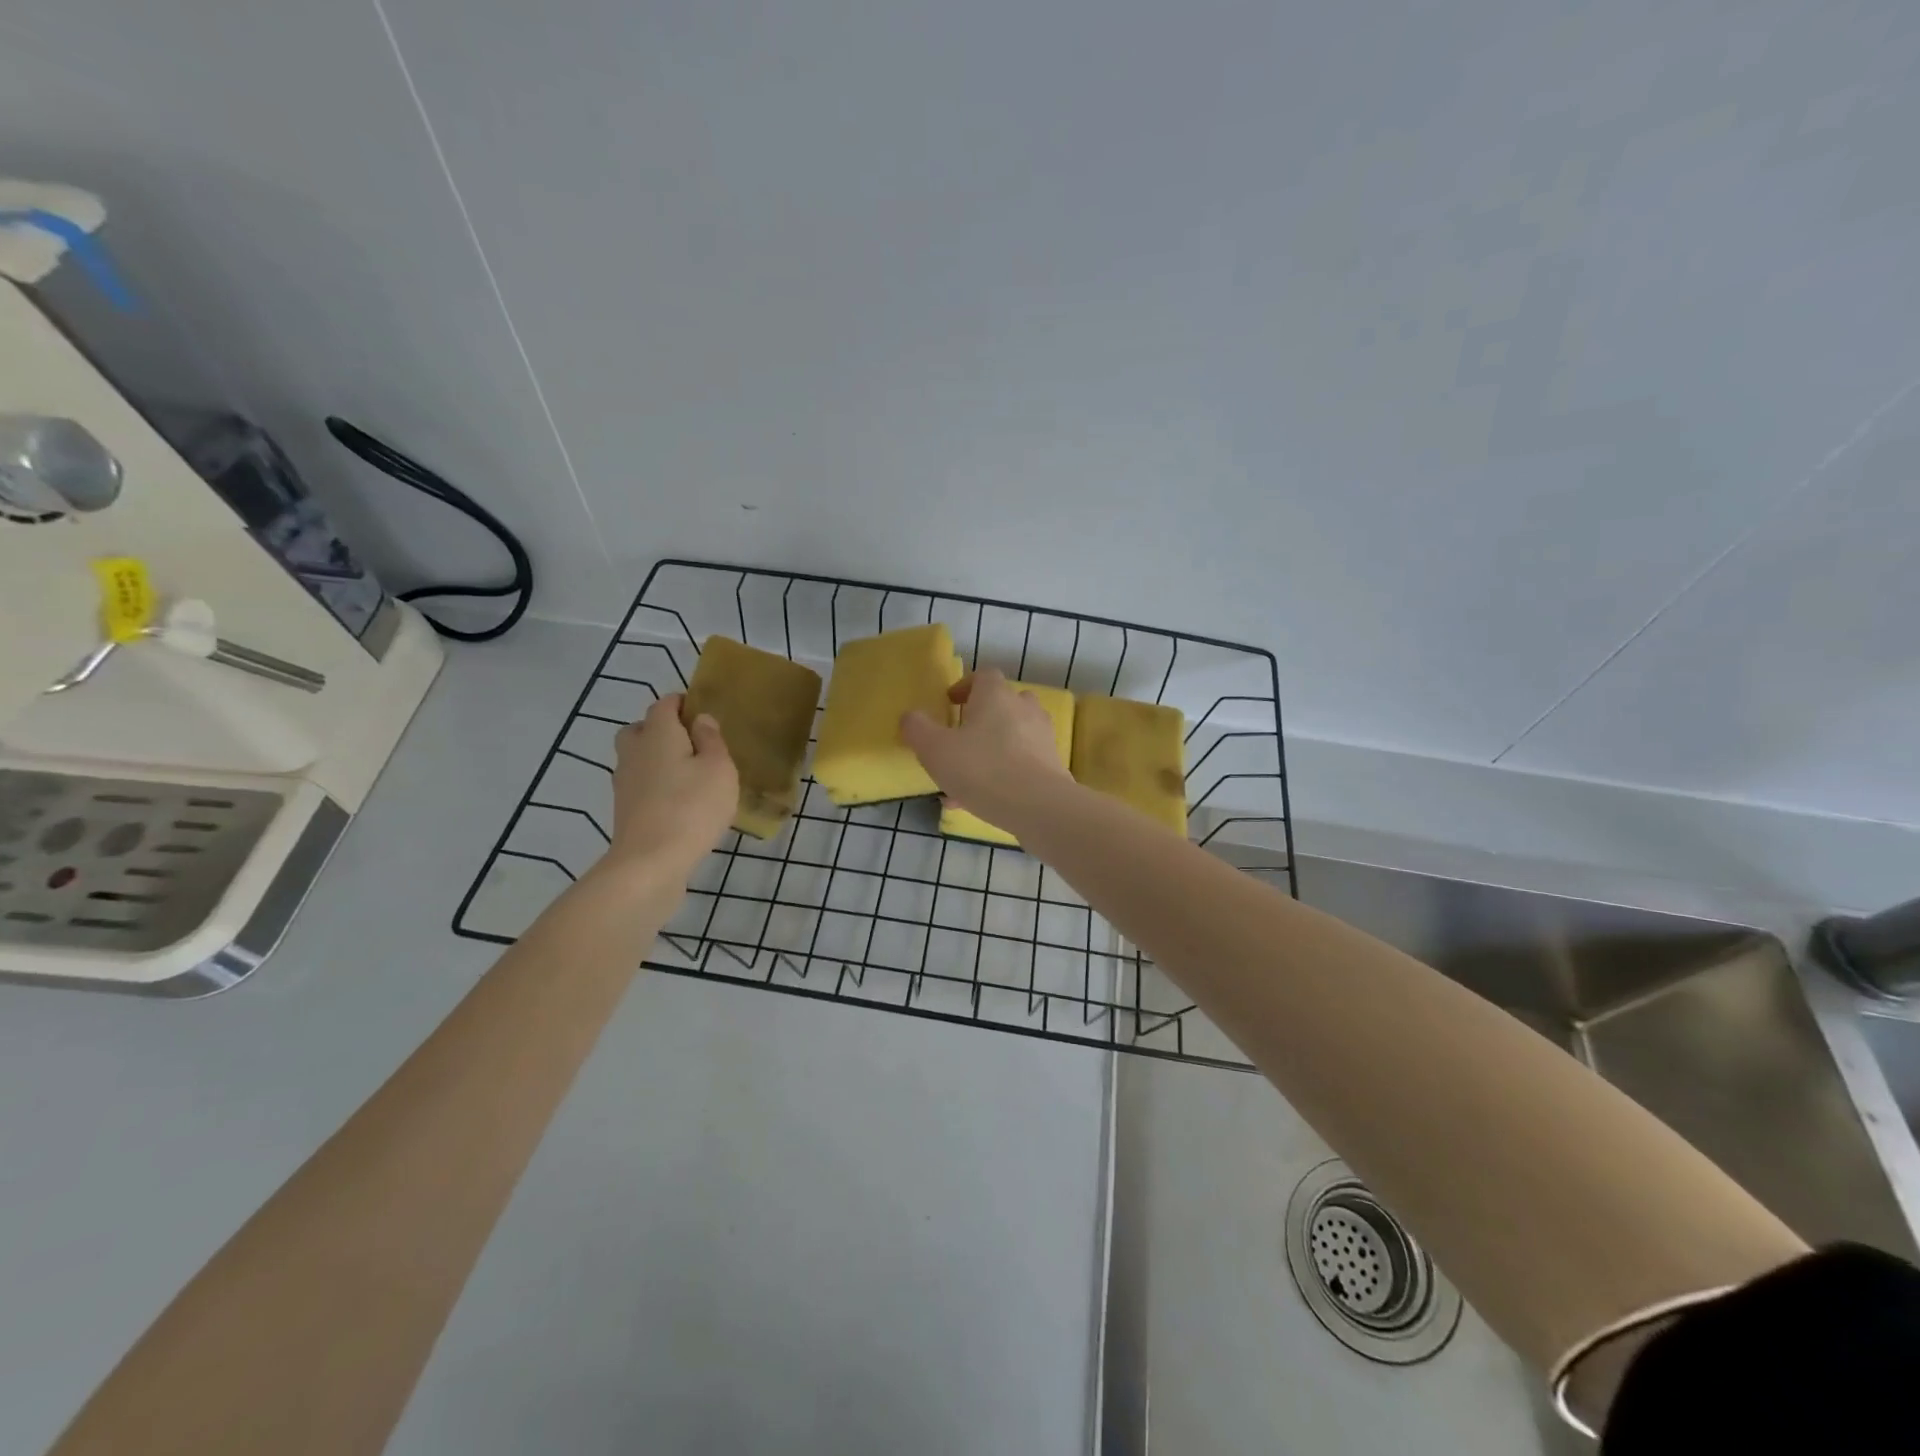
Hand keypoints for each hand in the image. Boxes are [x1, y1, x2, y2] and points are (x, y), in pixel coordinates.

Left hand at [604, 695, 736, 880]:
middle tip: (691, 743)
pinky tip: (678, 802)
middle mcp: (635, 751)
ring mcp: (624, 782)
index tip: (702, 712)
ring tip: (688, 775)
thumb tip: (700, 719)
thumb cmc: (692, 807)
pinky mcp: (624, 810)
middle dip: (662, 729)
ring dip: (657, 759)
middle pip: (641, 729)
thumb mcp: (719, 769)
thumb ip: (711, 740)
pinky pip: (640, 785)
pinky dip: (655, 785)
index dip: (682, 703)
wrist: (650, 862)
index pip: (664, 705)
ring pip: (638, 758)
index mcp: (659, 734)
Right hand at [901, 669, 1072, 834]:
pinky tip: (979, 803)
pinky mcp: (1052, 767)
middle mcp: (1024, 709)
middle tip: (958, 740)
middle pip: (1002, 704)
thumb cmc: (982, 769)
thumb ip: (917, 729)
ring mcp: (1042, 739)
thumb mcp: (935, 749)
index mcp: (996, 696)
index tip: (950, 703)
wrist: (1039, 807)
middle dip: (980, 720)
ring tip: (963, 781)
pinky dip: (1002, 776)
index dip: (965, 687)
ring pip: (1011, 739)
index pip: (983, 676)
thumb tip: (911, 717)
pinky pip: (1021, 765)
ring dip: (989, 752)